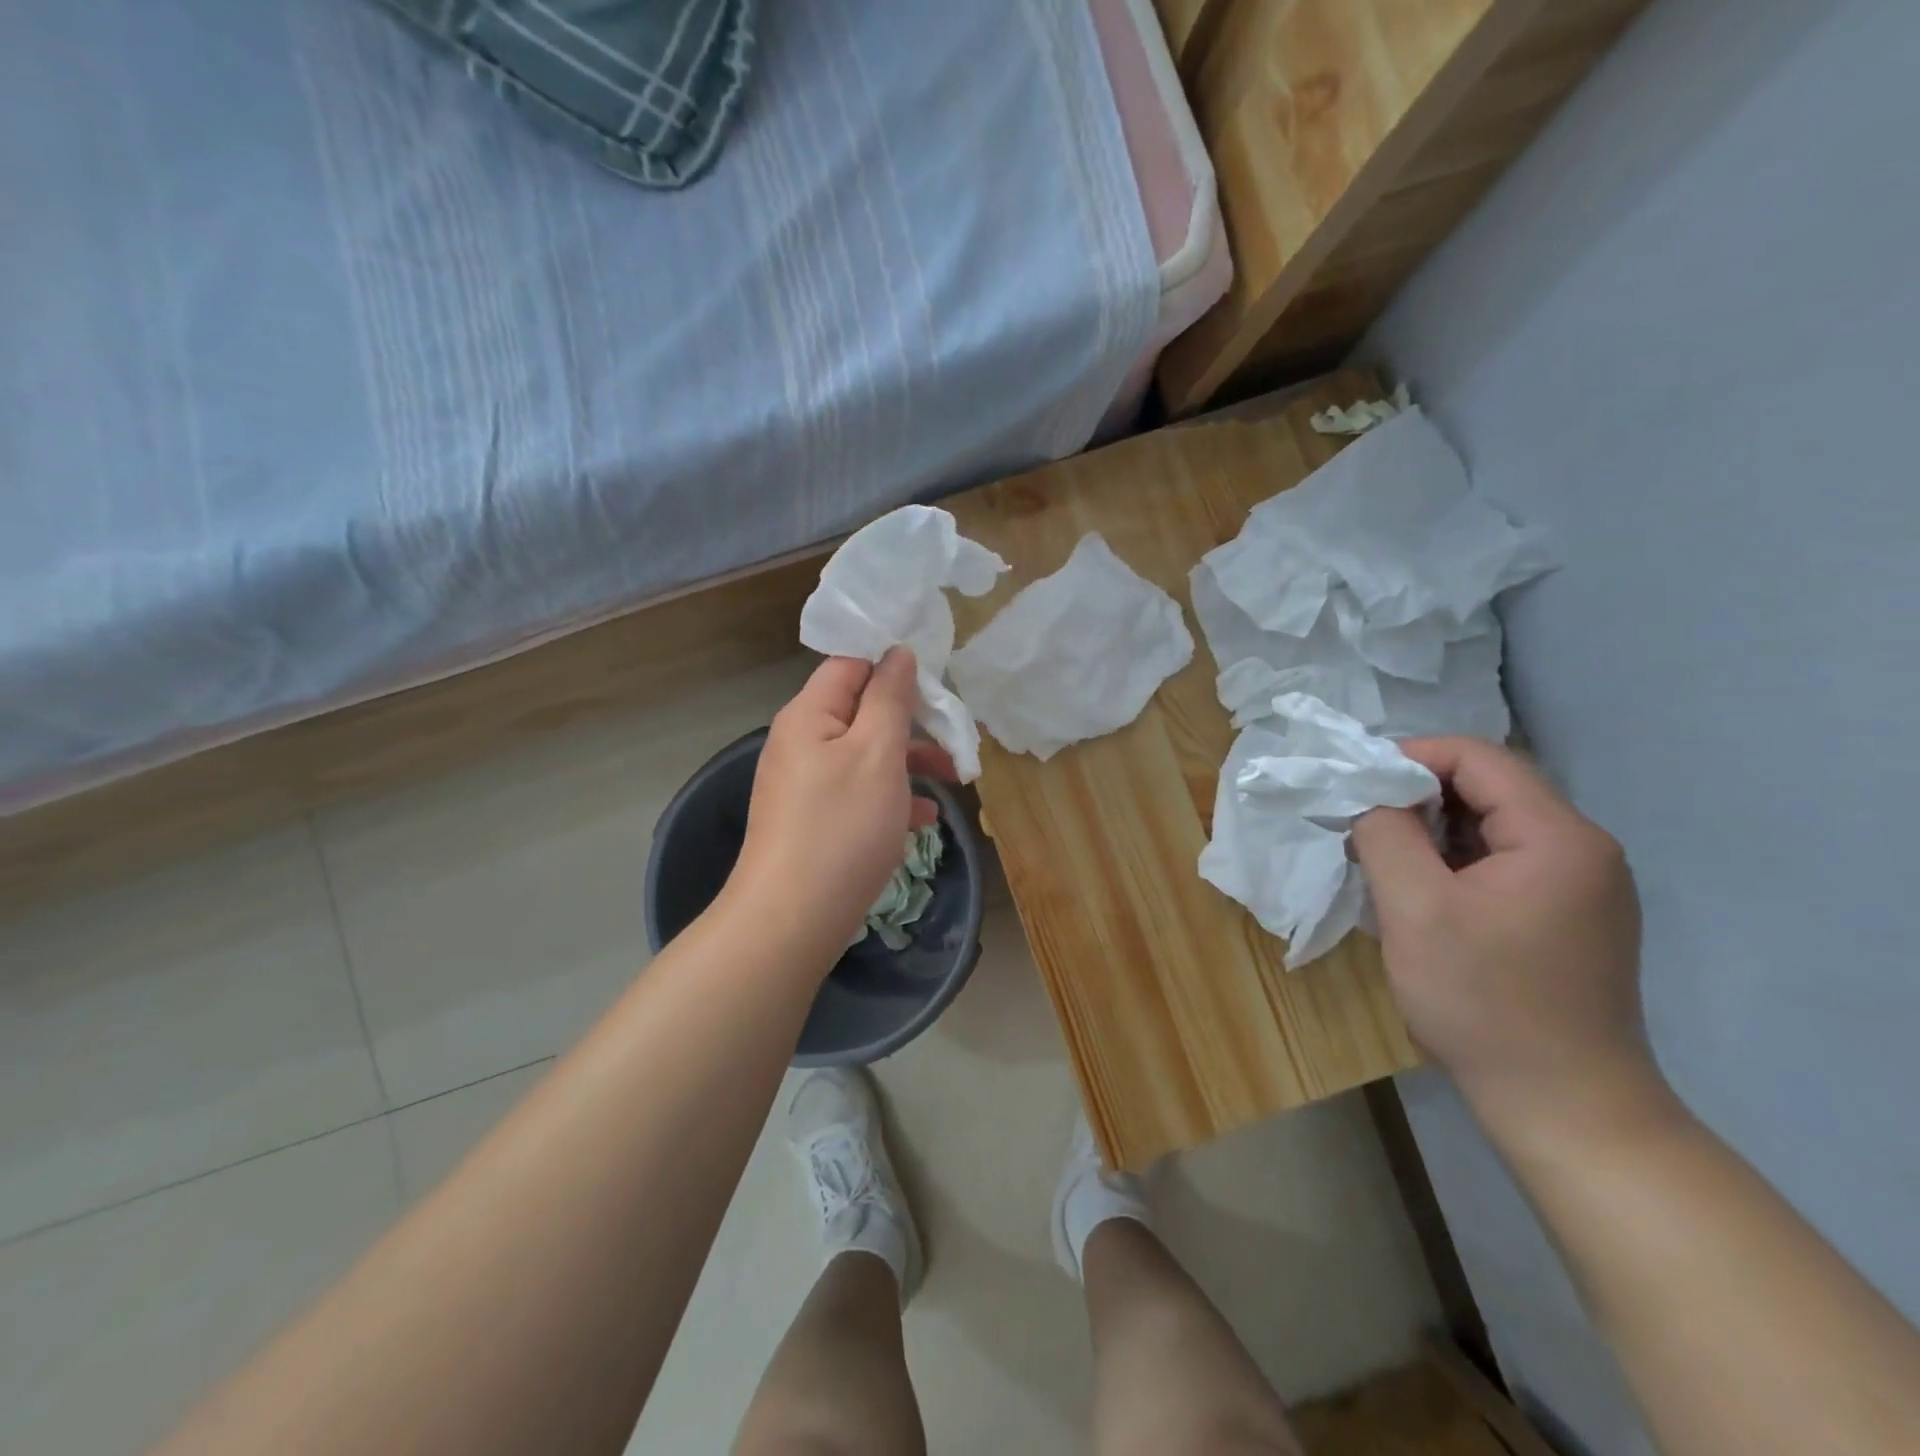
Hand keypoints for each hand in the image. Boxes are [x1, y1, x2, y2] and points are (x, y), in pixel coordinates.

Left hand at [727, 650, 954, 969]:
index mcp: (809, 714)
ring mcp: (804, 785)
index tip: (937, 680)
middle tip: (954, 739)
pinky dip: (890, 798)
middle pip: (861, 711)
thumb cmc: (841, 828)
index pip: (851, 664)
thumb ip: (890, 698)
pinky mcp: (812, 821)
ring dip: (908, 762)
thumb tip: (897, 653)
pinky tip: (923, 819)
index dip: (893, 665)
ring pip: (865, 756)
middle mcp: (800, 742)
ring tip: (953, 781)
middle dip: (911, 722)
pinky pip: (857, 794)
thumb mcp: (877, 753)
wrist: (791, 921)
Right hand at [1352, 737, 1661, 1142]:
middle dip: (1415, 796)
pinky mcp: (1568, 918)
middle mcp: (1582, 850)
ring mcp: (1581, 886)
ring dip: (1430, 832)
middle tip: (1360, 824)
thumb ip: (1386, 835)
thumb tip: (1370, 797)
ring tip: (1382, 859)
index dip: (1410, 757)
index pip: (1478, 758)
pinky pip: (1501, 863)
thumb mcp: (1415, 910)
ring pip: (1491, 827)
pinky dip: (1452, 863)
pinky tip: (1419, 893)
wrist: (1566, 1109)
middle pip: (1488, 789)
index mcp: (1559, 837)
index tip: (1355, 784)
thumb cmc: (1485, 1003)